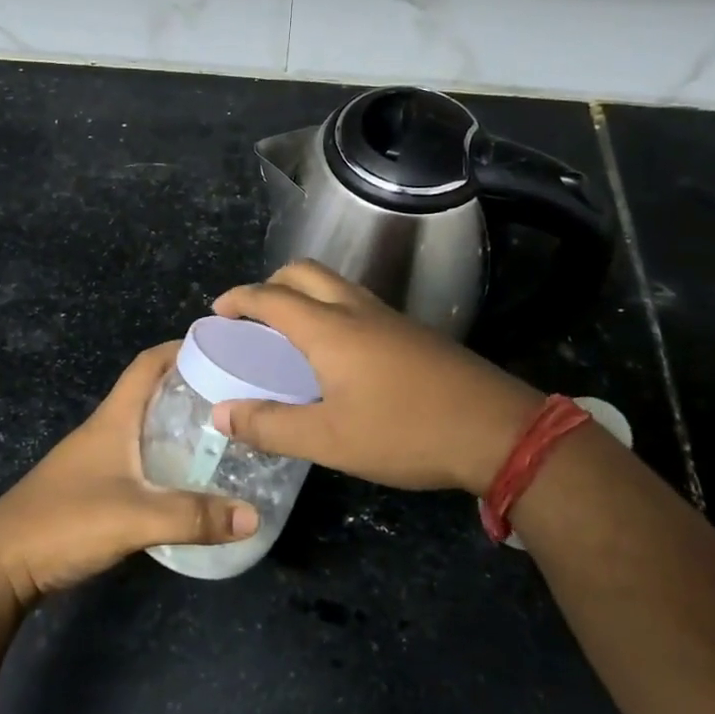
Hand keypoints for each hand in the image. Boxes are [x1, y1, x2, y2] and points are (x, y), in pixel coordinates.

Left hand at [0, 343, 259, 607]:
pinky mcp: (93, 487)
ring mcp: (96, 459)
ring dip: (179, 423)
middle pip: (151, 392)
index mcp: (112, 419)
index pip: (148, 364)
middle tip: (236, 397)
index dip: (182, 348)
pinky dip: (166, 457)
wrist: (0, 567)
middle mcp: (105, 430)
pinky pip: (139, 458)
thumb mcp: (135, 518)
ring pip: (145, 427)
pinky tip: (188, 478)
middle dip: (192, 387)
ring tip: (223, 435)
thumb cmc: (64, 523)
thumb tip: (254, 516)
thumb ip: (193, 516)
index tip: (223, 348)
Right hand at [210, 261, 543, 494]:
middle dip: (271, 285)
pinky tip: (336, 355)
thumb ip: (271, 426)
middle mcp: (357, 310)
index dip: (239, 299)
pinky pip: (357, 305)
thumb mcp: (329, 440)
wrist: (497, 430)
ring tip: (289, 335)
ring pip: (335, 286)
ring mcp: (390, 318)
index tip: (217, 311)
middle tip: (253, 318)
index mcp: (330, 329)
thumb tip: (221, 414)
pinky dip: (330, 311)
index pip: (271, 297)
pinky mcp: (413, 333)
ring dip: (304, 295)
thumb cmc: (405, 431)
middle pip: (305, 273)